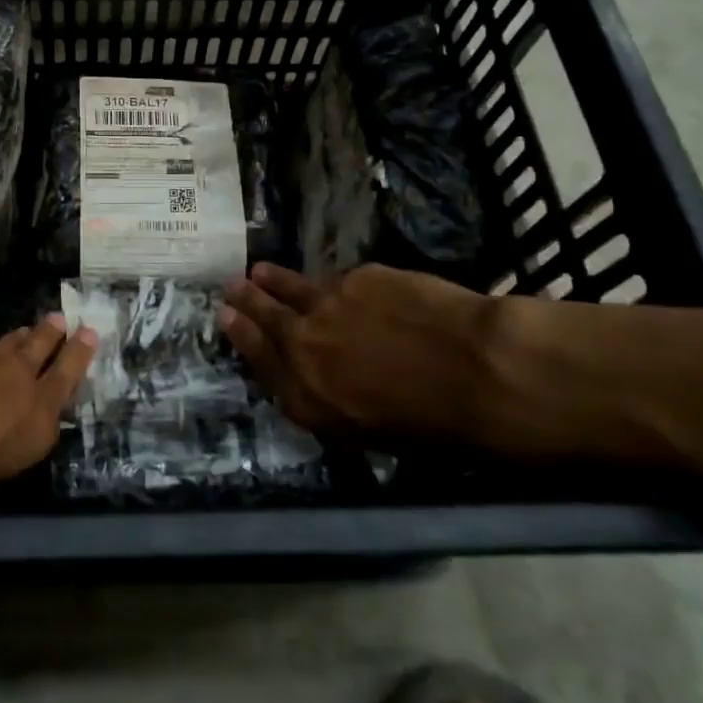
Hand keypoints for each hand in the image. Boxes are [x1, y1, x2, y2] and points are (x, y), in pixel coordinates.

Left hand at [0, 314, 97, 498]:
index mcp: (36, 426)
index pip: (67, 389)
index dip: (78, 362)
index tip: (89, 338)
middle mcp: (22, 386)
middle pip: (48, 353)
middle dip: (61, 339)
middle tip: (70, 321)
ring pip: (16, 343)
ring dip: (27, 334)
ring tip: (37, 324)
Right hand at [218, 263, 497, 439]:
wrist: (477, 370)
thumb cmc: (436, 425)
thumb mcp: (369, 432)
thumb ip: (330, 399)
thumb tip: (317, 375)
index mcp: (308, 397)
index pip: (261, 362)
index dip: (242, 337)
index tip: (226, 317)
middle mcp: (306, 349)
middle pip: (267, 319)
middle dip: (246, 301)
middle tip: (231, 286)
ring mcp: (328, 307)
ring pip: (294, 290)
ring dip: (274, 281)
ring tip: (260, 271)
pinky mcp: (357, 278)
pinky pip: (338, 282)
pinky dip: (334, 285)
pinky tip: (341, 285)